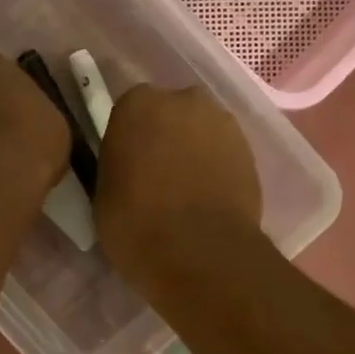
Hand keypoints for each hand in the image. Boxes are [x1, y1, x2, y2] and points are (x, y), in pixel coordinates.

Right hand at [95, 84, 262, 287]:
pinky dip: (217, 169)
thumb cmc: (135, 225)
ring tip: (185, 193)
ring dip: (193, 152)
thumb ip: (117, 167)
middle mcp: (183, 100)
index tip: (126, 166)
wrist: (200, 252)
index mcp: (137, 105)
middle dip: (164, 137)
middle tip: (156, 177)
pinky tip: (208, 200)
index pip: (128, 112)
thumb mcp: (104, 195)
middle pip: (170, 114)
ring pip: (200, 132)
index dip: (128, 139)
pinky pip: (223, 154)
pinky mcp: (250, 151)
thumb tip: (129, 169)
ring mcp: (222, 123)